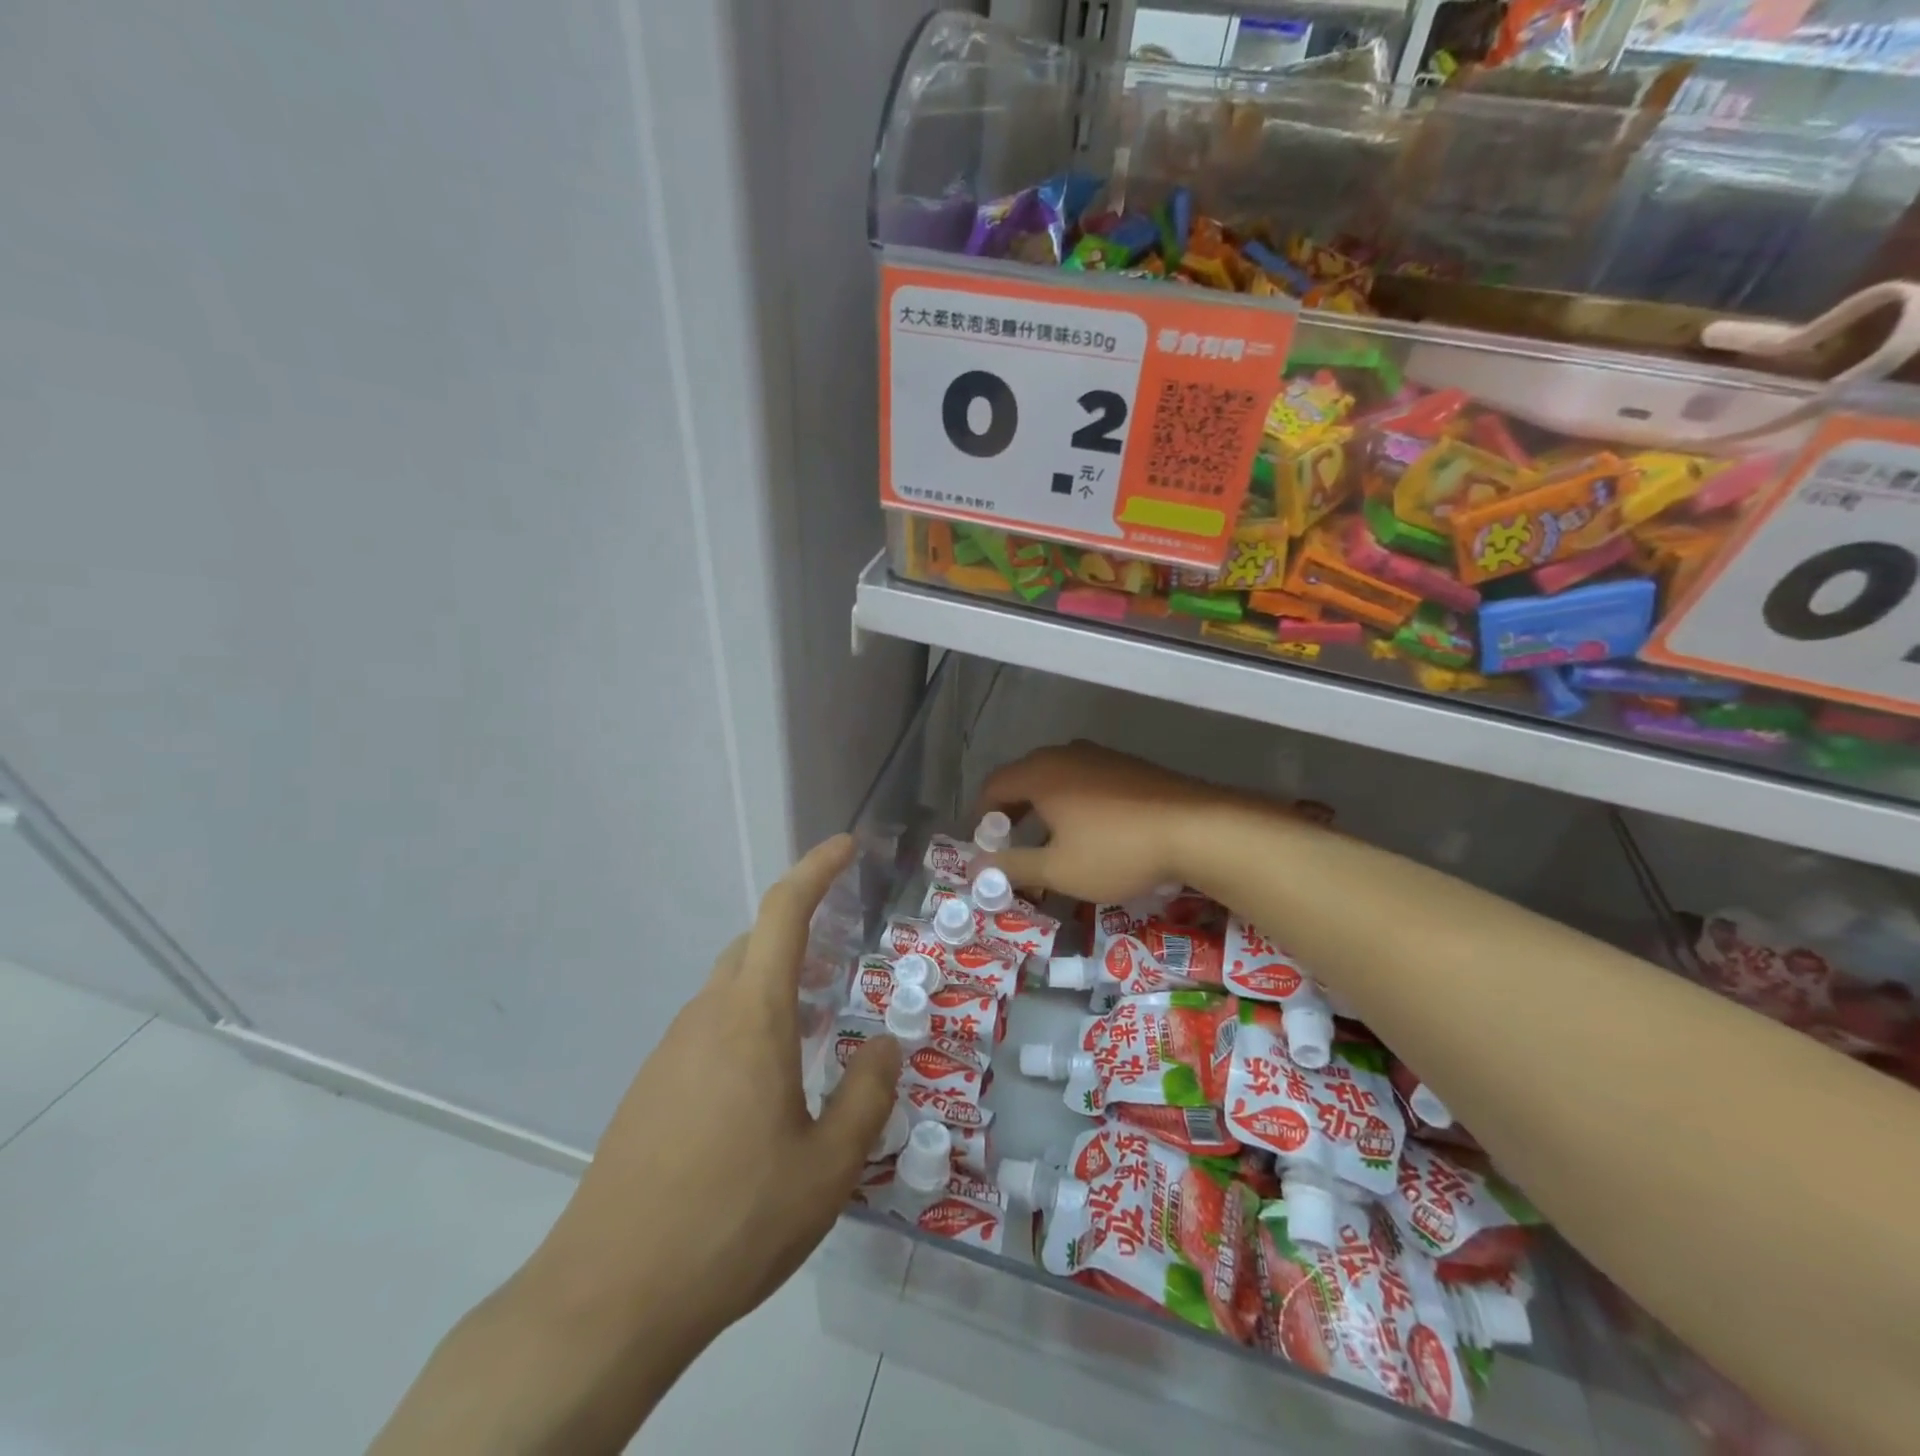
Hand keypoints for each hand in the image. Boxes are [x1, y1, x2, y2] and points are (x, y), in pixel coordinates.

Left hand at [527, 834, 902, 1347]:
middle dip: (800, 932)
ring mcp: (670, 1052)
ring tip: (812, 1032)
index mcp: (751, 1017)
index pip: (783, 913)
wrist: (608, 1298)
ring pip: (730, 990)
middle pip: (754, 946)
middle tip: (843, 959)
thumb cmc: (732, 1221)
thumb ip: (868, 1095)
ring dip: (774, 988)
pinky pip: (708, 1031)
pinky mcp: (650, 1089)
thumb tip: (886, 1043)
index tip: (847, 846)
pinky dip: (747, 1027)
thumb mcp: (828, 1168)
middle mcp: (706, 1017)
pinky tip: (764, 1090)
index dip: (817, 869)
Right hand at [978, 742, 1234, 903]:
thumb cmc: (1116, 850)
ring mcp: (1100, 756)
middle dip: (1012, 813)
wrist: (1197, 828)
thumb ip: (1012, 867)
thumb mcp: (1058, 869)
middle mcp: (1065, 755)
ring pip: (1056, 779)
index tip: (985, 845)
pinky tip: (1091, 831)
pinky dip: (1073, 803)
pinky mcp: (1128, 766)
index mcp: (1040, 773)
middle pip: (1023, 778)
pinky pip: (1085, 780)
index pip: (993, 786)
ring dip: (1044, 808)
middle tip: (1013, 847)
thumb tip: (976, 868)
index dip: (981, 816)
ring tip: (1051, 842)